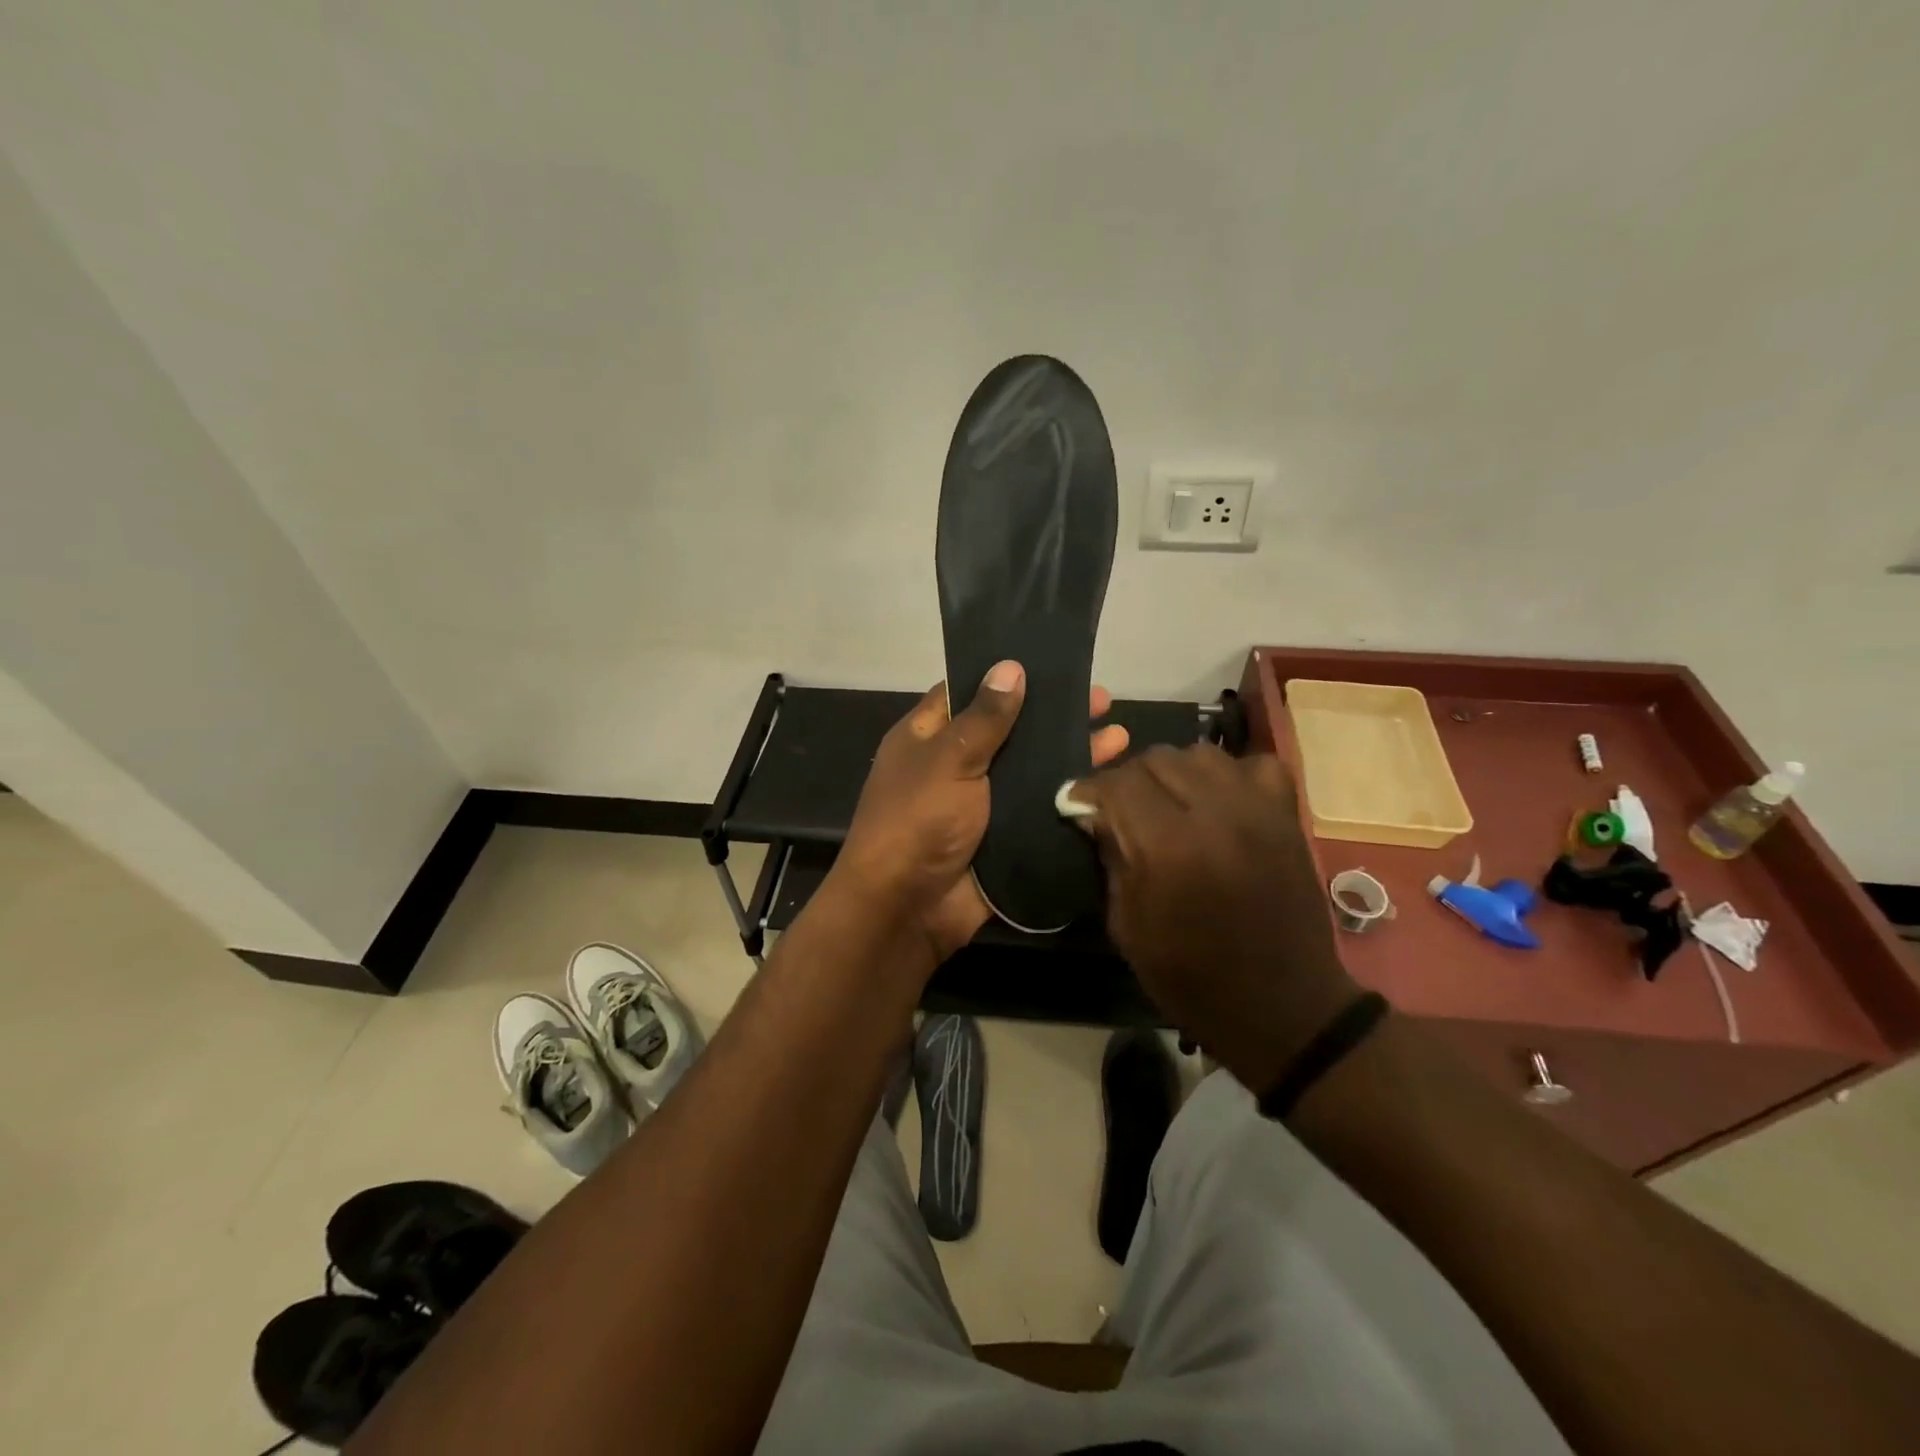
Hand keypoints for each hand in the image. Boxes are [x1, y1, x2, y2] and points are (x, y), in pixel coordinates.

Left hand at [831, 661, 1129, 962]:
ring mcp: (983, 804)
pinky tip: (1109, 782)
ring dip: (1070, 754)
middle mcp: (956, 766)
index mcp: (928, 738)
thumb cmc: (918, 821)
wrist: (909, 908)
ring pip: (1032, 771)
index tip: (1049, 661)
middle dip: (1053, 716)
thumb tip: (1010, 667)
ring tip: (1119, 736)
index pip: (968, 694)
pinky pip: (1041, 810)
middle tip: (1102, 699)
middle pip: (1010, 731)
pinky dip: (1069, 797)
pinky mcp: (1005, 837)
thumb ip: (984, 718)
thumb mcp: (949, 759)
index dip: (1006, 678)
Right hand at [1066, 744, 1359, 1092]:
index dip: (1088, 790)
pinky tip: (1219, 800)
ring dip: (1173, 772)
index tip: (1077, 804)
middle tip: (1120, 808)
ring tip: (1167, 800)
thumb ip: (1110, 859)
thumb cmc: (1191, 977)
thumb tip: (1094, 816)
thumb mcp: (1127, 926)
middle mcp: (1214, 814)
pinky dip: (1229, 774)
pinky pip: (1253, 765)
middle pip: (1155, 759)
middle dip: (1126, 780)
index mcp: (1168, 847)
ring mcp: (1257, 810)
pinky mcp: (1286, 815)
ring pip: (1199, 753)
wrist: (1281, 1006)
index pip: (1117, 784)